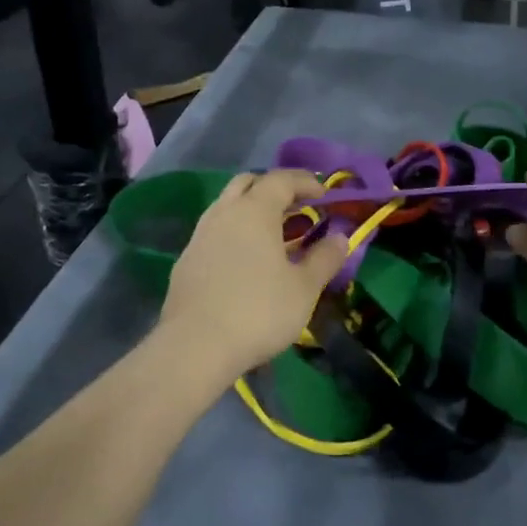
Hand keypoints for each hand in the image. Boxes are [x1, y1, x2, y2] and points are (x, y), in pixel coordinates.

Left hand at [160, 169, 348, 375]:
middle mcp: (223, 213)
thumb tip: (340, 237)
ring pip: (228, 207)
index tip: (324, 195)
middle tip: (297, 208)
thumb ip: (324, 258)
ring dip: (252, 211)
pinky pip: (215, 232)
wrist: (195, 346)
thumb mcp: (304, 288)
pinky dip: (235, 234)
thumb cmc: (259, 311)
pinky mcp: (186, 261)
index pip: (282, 179)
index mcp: (254, 210)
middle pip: (249, 183)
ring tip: (275, 236)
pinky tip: (247, 261)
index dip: (306, 182)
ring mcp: (200, 236)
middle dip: (275, 189)